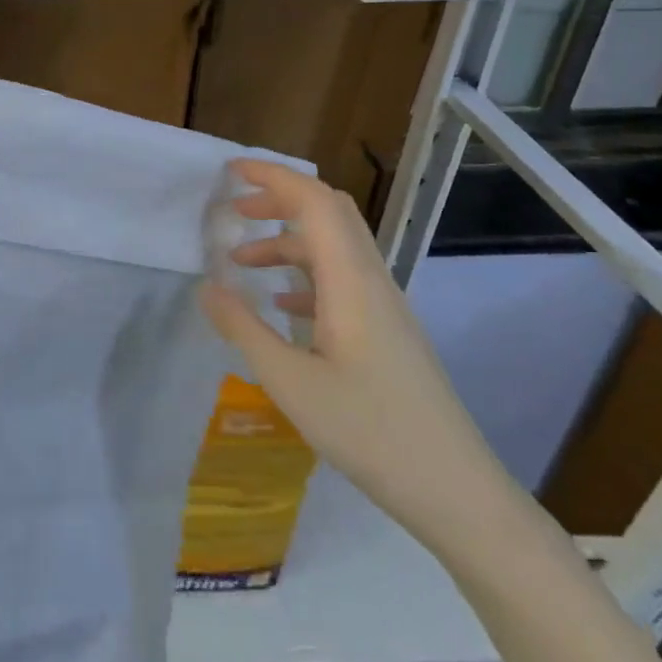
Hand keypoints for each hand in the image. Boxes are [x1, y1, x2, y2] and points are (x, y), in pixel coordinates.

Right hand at [200, 159, 517, 553]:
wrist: (455, 490)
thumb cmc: (370, 431)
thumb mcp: (290, 382)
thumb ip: (243, 328)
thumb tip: (206, 286)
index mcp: (351, 281)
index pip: (314, 202)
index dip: (273, 176)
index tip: (230, 170)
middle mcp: (371, 281)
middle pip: (328, 213)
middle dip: (279, 199)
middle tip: (234, 207)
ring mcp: (383, 306)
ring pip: (333, 248)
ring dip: (287, 241)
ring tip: (240, 262)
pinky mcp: (386, 331)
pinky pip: (340, 280)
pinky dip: (303, 274)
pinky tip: (280, 304)